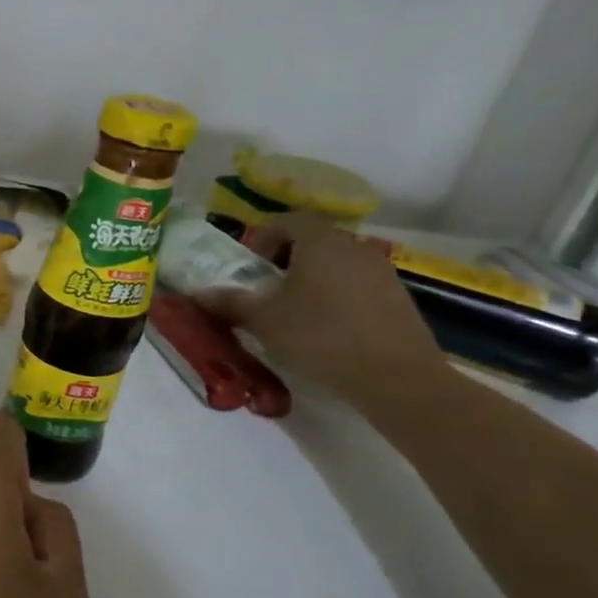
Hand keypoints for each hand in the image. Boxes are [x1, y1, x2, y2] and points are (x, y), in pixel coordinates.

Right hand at [196, 213, 444, 411]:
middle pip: (313, 241)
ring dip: (311, 280)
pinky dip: (335, 297)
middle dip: (284, 260)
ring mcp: (381, 272)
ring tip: (293, 312)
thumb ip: (230, 302)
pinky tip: (325, 330)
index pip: (287, 220)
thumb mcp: (263, 320)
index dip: (263, 236)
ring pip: (336, 264)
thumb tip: (199, 293)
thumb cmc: (320, 336)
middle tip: (265, 290)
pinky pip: (356, 285)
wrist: (396, 377)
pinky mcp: (398, 298)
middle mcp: (354, 247)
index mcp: (320, 242)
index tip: (249, 265)